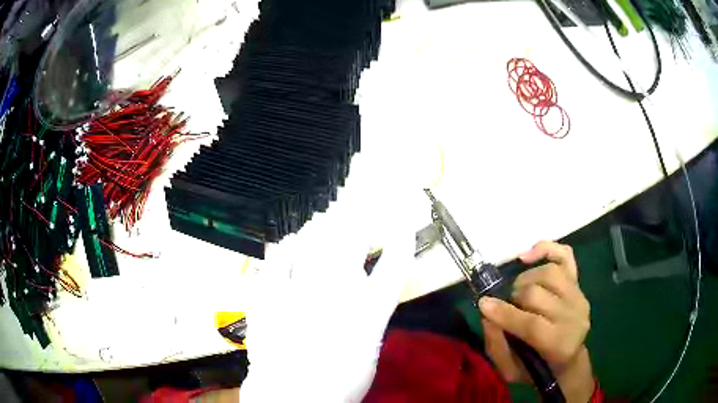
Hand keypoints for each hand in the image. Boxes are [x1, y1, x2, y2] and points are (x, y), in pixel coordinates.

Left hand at [239, 186, 418, 401]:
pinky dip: (286, 247)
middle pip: (351, 241)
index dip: (402, 239)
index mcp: (369, 308)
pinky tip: (290, 242)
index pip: (395, 263)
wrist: (292, 395)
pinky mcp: (271, 293)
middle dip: (356, 225)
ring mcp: (301, 288)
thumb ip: (368, 318)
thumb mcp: (367, 350)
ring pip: (315, 242)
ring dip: (321, 230)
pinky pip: (279, 258)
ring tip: (322, 222)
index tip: (402, 224)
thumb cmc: (338, 382)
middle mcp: (338, 290)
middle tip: (354, 218)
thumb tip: (365, 297)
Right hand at [478, 241, 594, 402]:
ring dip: (524, 280)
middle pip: (537, 294)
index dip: (505, 313)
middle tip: (505, 307)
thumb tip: (487, 314)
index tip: (483, 304)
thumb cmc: (537, 369)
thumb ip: (497, 346)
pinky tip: (527, 256)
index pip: (532, 324)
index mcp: (561, 344)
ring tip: (517, 292)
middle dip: (513, 298)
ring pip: (548, 272)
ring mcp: (579, 295)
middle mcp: (575, 316)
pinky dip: (546, 249)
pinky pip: (565, 255)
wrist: (568, 359)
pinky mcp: (579, 282)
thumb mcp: (510, 371)